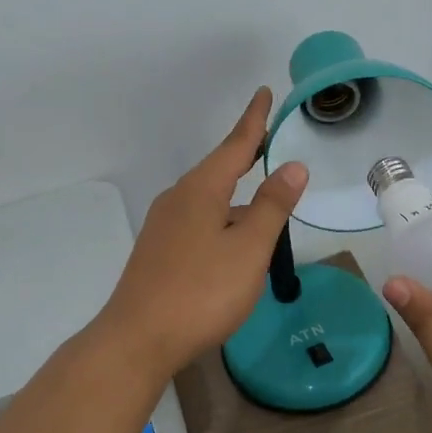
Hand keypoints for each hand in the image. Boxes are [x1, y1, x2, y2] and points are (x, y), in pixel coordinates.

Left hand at [94, 87, 306, 377]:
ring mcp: (165, 227)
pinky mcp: (160, 252)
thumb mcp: (248, 249)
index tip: (264, 93)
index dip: (254, 120)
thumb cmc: (201, 291)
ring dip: (237, 194)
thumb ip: (272, 206)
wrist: (138, 340)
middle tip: (268, 137)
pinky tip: (234, 241)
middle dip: (245, 154)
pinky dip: (223, 218)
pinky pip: (199, 221)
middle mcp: (178, 200)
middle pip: (219, 169)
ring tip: (264, 198)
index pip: (235, 145)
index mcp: (201, 190)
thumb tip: (293, 166)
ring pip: (209, 199)